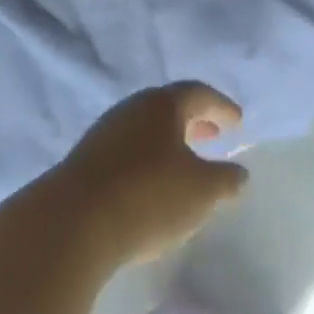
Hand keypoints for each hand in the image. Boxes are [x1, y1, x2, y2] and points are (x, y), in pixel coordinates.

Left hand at [44, 83, 248, 267]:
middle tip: (215, 135)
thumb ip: (225, 180)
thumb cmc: (148, 195)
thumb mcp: (200, 192)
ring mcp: (106, 130)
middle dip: (195, 120)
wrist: (75, 220)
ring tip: (186, 162)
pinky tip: (153, 183)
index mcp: (162, 104)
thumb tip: (238, 172)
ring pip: (147, 127)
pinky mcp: (88, 158)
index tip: (238, 122)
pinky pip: (129, 148)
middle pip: (169, 107)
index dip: (221, 106)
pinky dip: (149, 157)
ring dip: (170, 140)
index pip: (198, 93)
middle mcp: (133, 107)